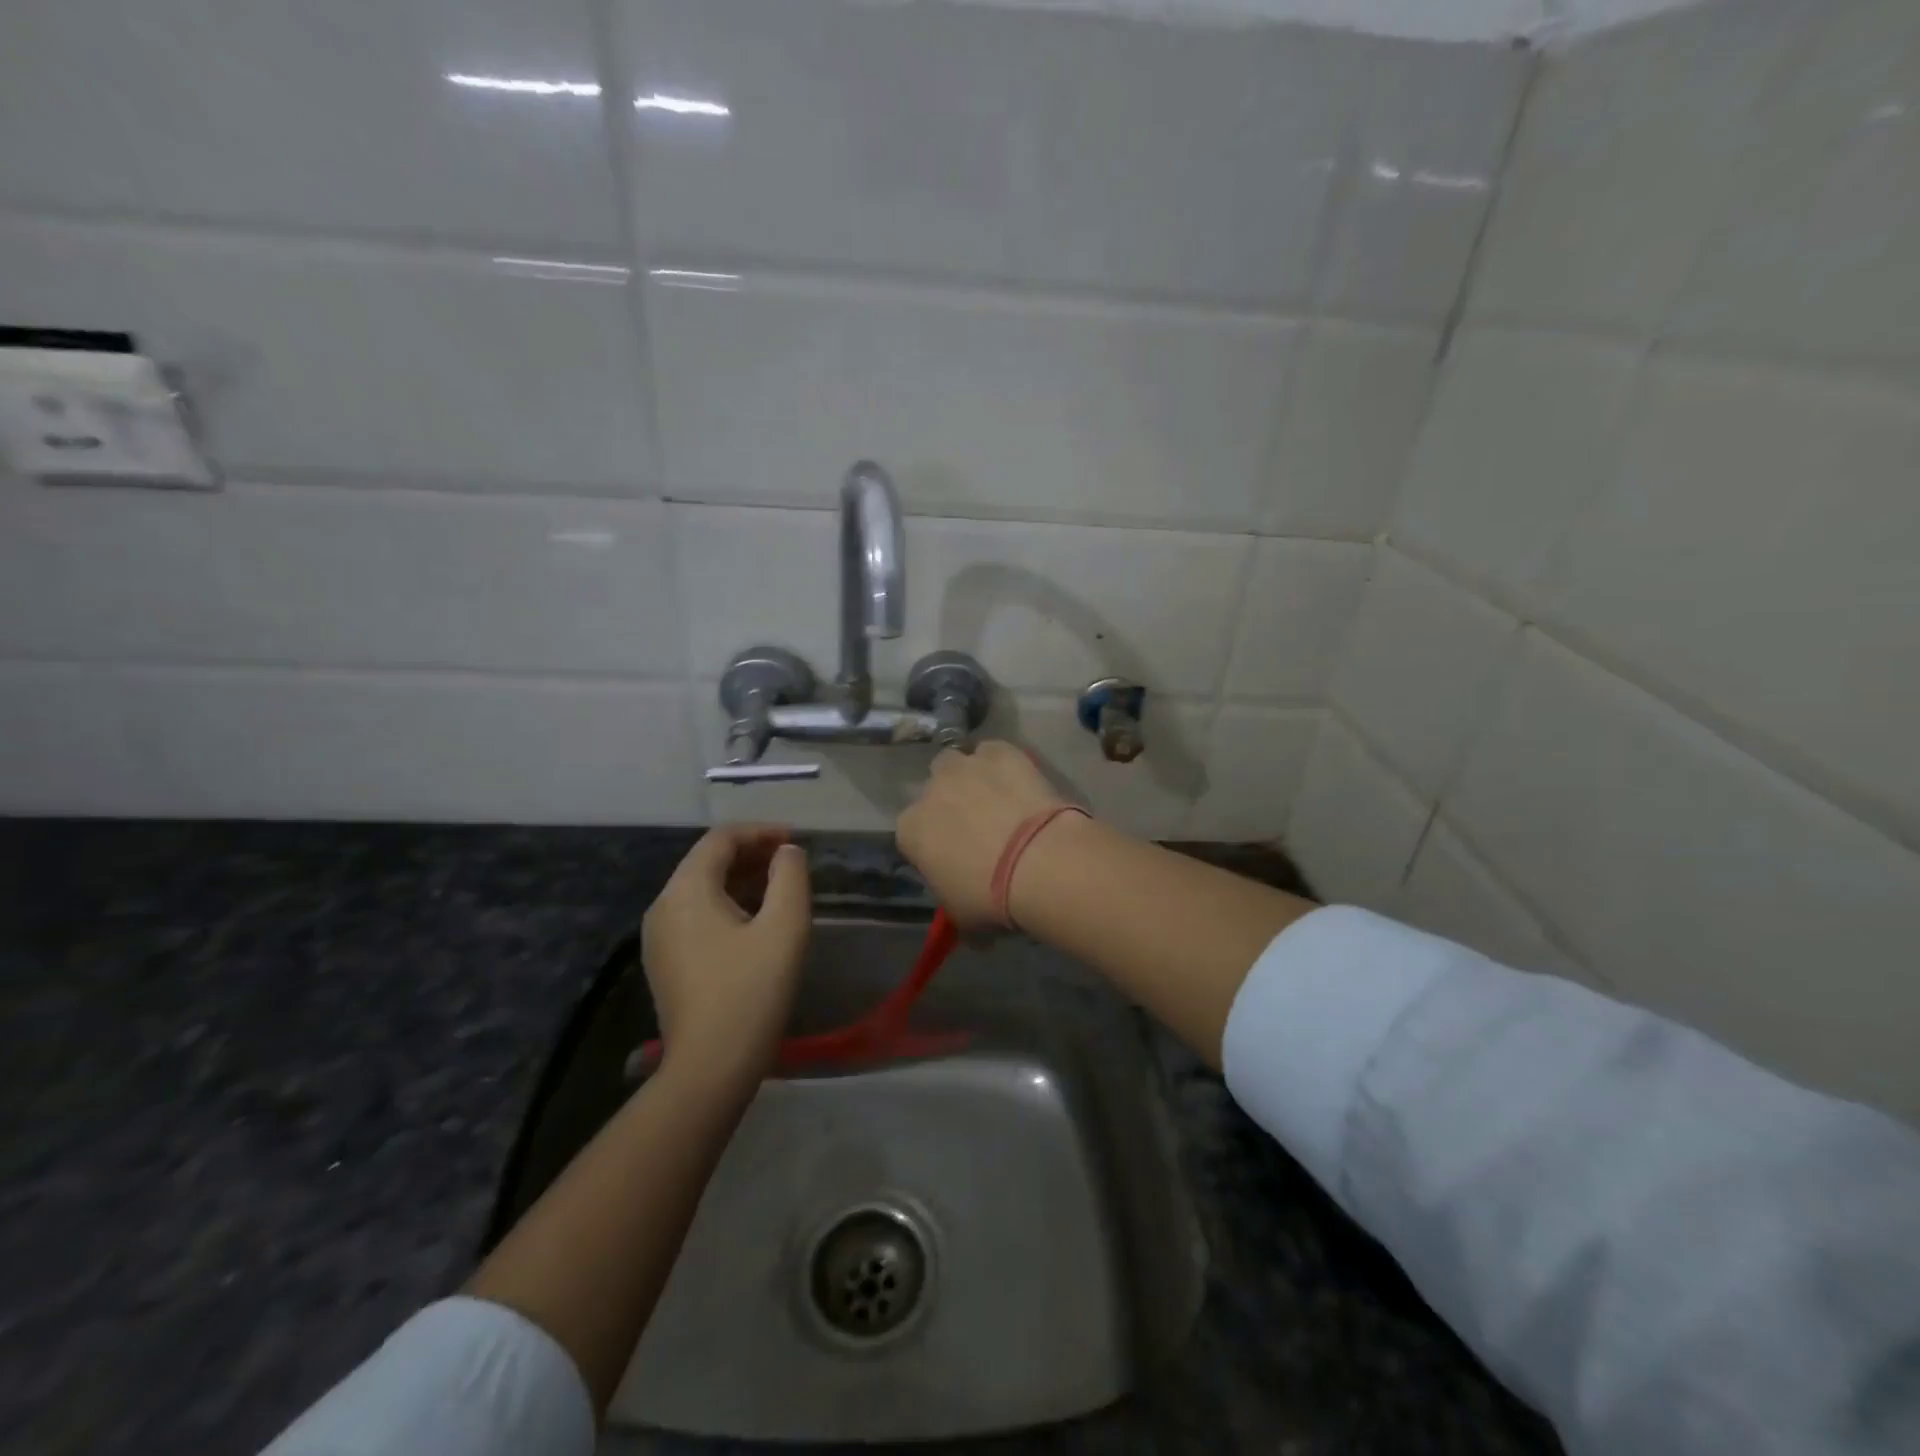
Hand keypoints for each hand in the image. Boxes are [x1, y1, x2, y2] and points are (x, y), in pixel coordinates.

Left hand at [641, 825, 810, 1088]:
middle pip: (707, 861)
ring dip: (741, 879)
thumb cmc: (751, 991)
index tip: (795, 840)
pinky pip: (696, 915)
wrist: (710, 1068)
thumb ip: (790, 877)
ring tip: (779, 888)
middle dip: (751, 854)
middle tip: (791, 861)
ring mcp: (659, 936)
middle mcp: (663, 906)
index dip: (760, 832)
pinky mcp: (665, 961)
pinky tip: (755, 921)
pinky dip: (727, 904)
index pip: (721, 839)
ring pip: (701, 889)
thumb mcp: (785, 927)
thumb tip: (786, 853)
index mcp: (686, 890)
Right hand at [896, 740, 1071, 930]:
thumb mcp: (963, 917)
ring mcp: (966, 766)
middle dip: (950, 801)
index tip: (954, 858)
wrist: (1038, 863)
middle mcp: (930, 791)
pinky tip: (1022, 783)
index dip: (934, 843)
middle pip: (934, 789)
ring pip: (960, 762)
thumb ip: (954, 906)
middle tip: (979, 825)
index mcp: (911, 830)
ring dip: (973, 776)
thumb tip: (968, 917)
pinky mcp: (1001, 752)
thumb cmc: (991, 898)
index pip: (912, 833)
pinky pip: (994, 752)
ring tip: (1000, 799)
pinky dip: (1003, 763)